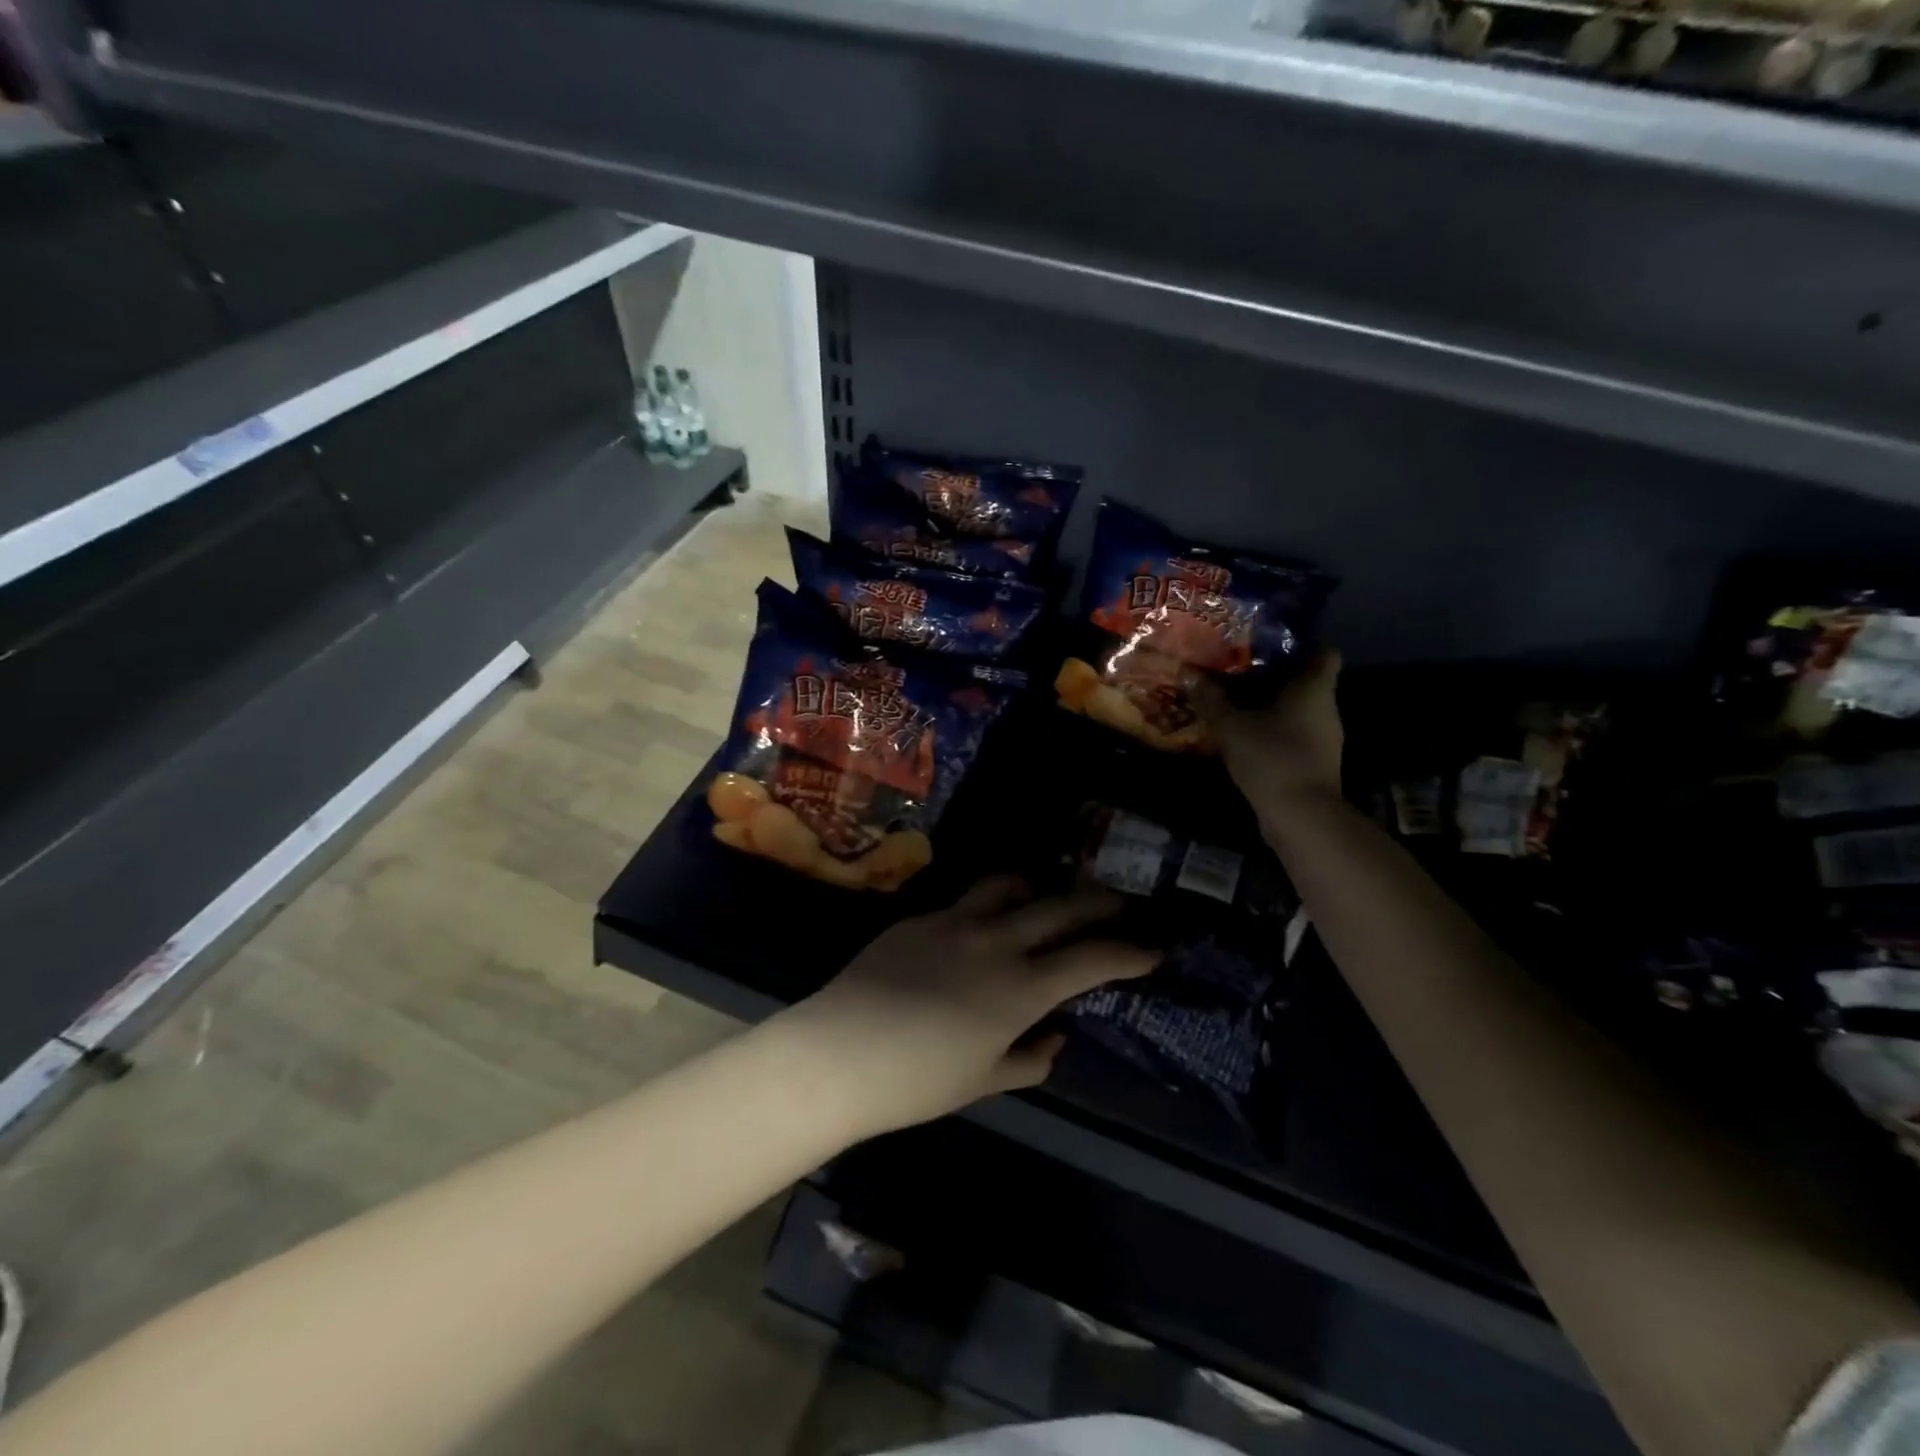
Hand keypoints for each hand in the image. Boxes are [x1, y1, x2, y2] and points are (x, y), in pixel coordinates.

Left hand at [772, 878, 1154, 1138]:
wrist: (838, 1052)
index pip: (1091, 959)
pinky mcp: (920, 916)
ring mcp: (955, 921)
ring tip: (1051, 893)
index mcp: (1020, 988)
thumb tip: (1056, 1035)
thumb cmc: (917, 1082)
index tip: (1153, 949)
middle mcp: (996, 941)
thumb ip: (1029, 1057)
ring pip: (1011, 884)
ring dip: (1041, 885)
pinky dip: (991, 901)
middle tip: (1120, 903)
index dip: (1130, 952)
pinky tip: (986, 917)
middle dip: (1100, 902)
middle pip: (1061, 906)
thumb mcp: (984, 1080)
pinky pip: (966, 899)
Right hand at [1219, 649, 1343, 818]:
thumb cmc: (1271, 756)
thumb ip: (1210, 697)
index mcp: (1314, 688)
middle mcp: (1325, 708)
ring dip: (1270, 705)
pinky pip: (1292, 734)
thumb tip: (1187, 671)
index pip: (1324, 652)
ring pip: (1297, 710)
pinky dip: (1272, 731)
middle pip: (1305, 681)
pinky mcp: (1314, 762)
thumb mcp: (1231, 724)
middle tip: (1238, 670)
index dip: (1300, 644)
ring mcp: (1323, 738)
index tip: (1269, 644)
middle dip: (1274, 675)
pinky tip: (1244, 734)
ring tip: (1235, 701)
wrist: (1300, 815)